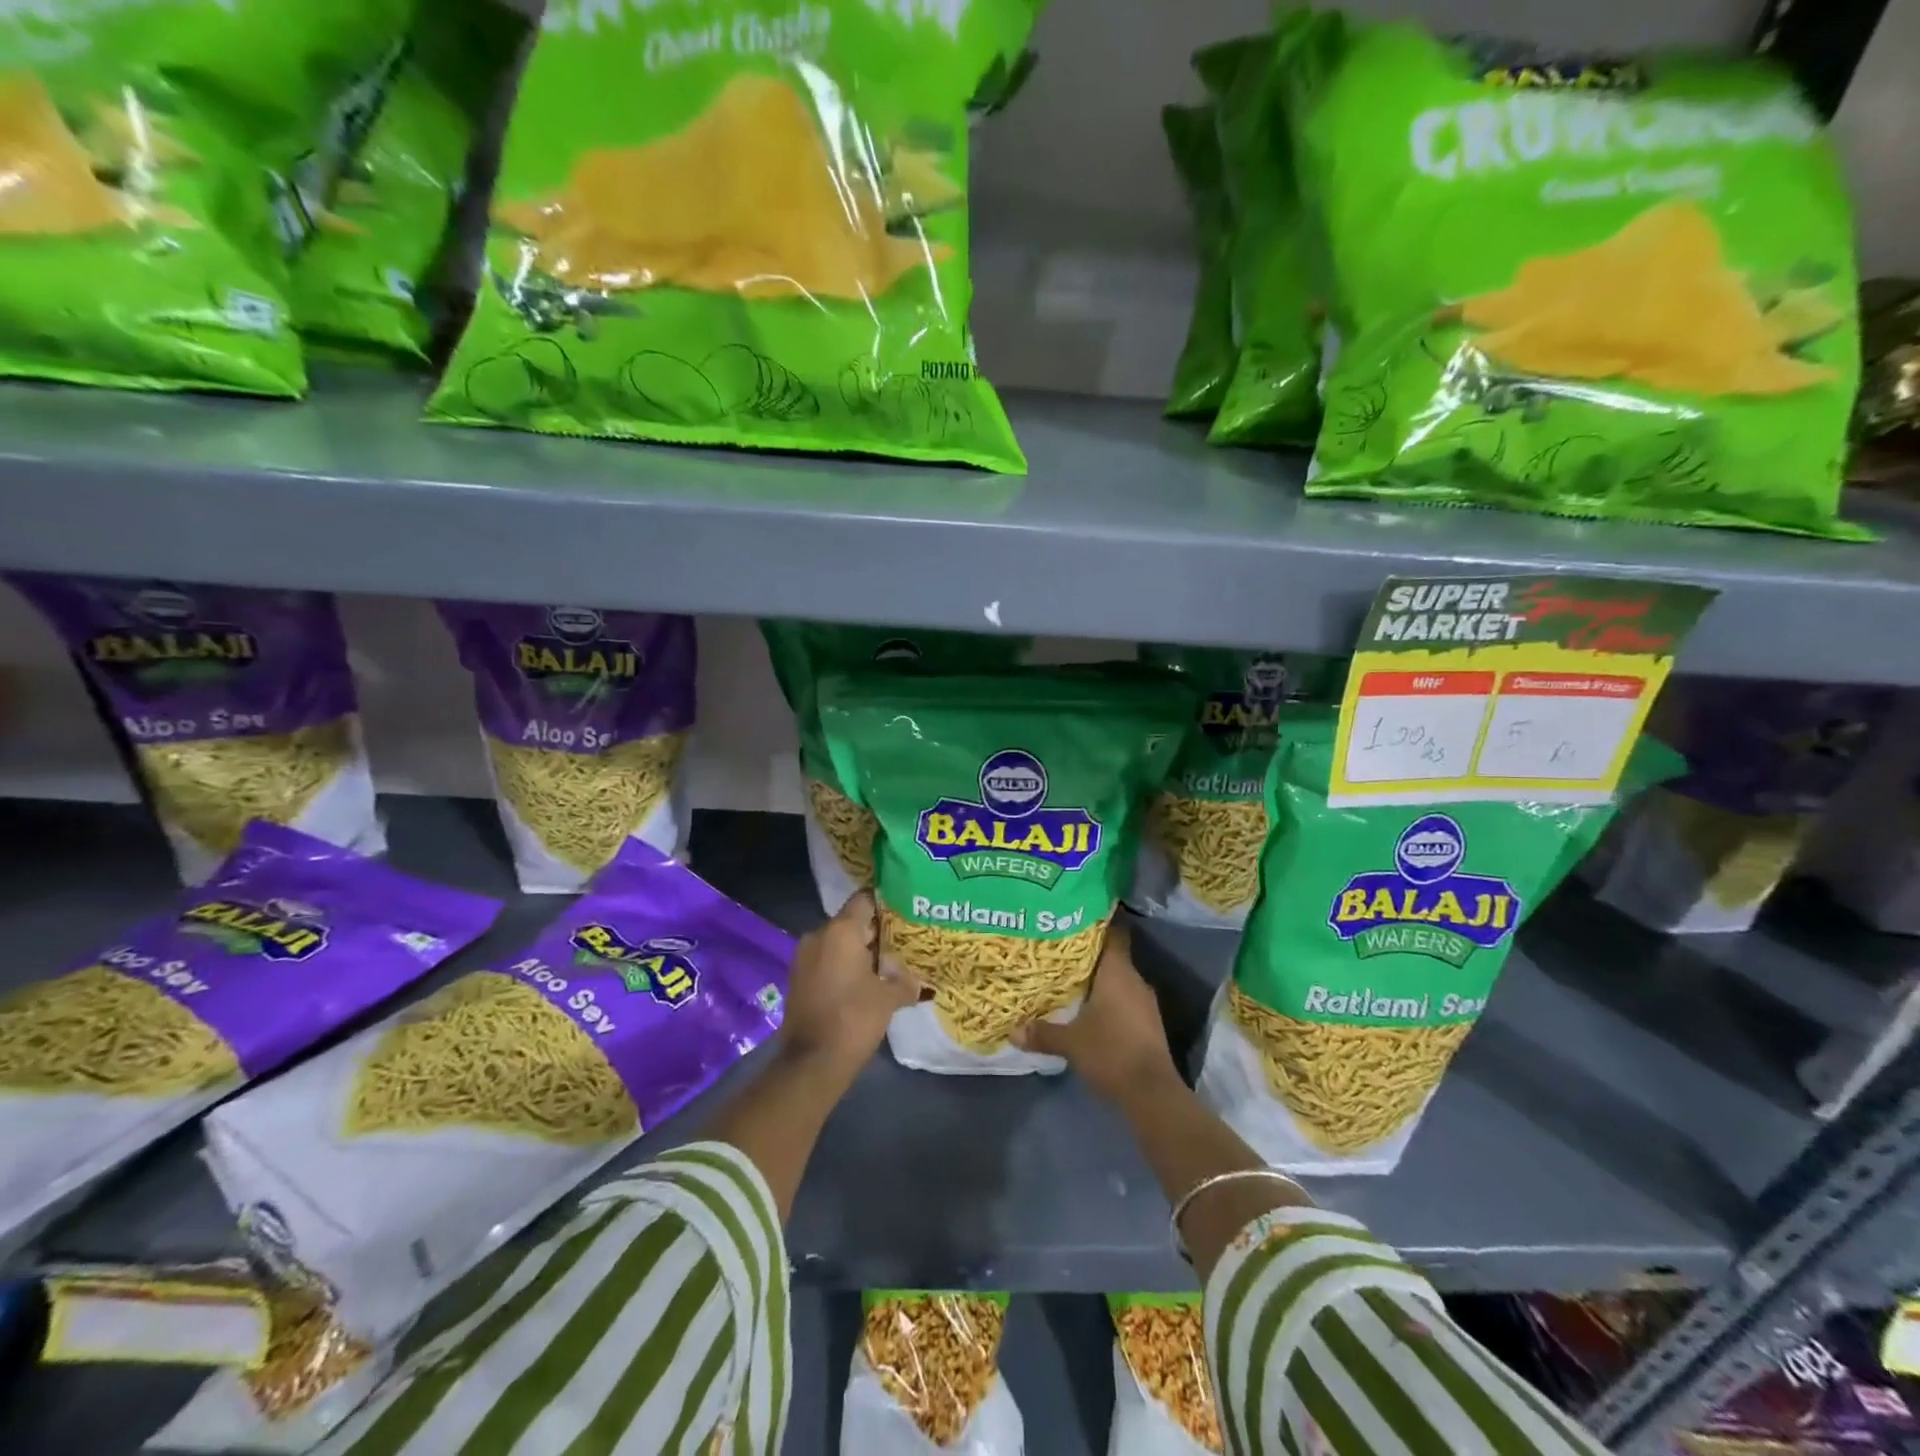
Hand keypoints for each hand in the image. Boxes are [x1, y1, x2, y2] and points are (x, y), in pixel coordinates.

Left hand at [777, 890, 922, 1081]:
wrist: (812, 1061)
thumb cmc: (854, 1018)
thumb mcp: (889, 999)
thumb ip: (904, 982)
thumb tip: (918, 982)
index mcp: (841, 930)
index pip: (864, 900)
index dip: (885, 903)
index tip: (903, 912)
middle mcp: (819, 935)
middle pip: (851, 921)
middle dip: (875, 931)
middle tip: (901, 942)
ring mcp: (804, 957)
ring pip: (837, 942)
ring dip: (858, 951)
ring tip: (884, 964)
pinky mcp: (798, 978)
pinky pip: (825, 960)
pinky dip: (842, 965)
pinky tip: (863, 981)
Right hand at [1010, 922, 1179, 1103]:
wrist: (1152, 1093)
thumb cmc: (1111, 1052)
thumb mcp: (1070, 1042)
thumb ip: (1042, 1032)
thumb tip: (1012, 1030)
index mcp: (1118, 972)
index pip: (1114, 933)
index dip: (1100, 921)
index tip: (1078, 915)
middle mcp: (1135, 980)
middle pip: (1113, 956)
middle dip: (1090, 953)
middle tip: (1062, 949)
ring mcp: (1145, 1003)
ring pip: (1119, 979)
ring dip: (1100, 979)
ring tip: (1071, 978)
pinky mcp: (1148, 1023)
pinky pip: (1125, 999)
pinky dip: (1109, 999)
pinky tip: (1090, 1008)